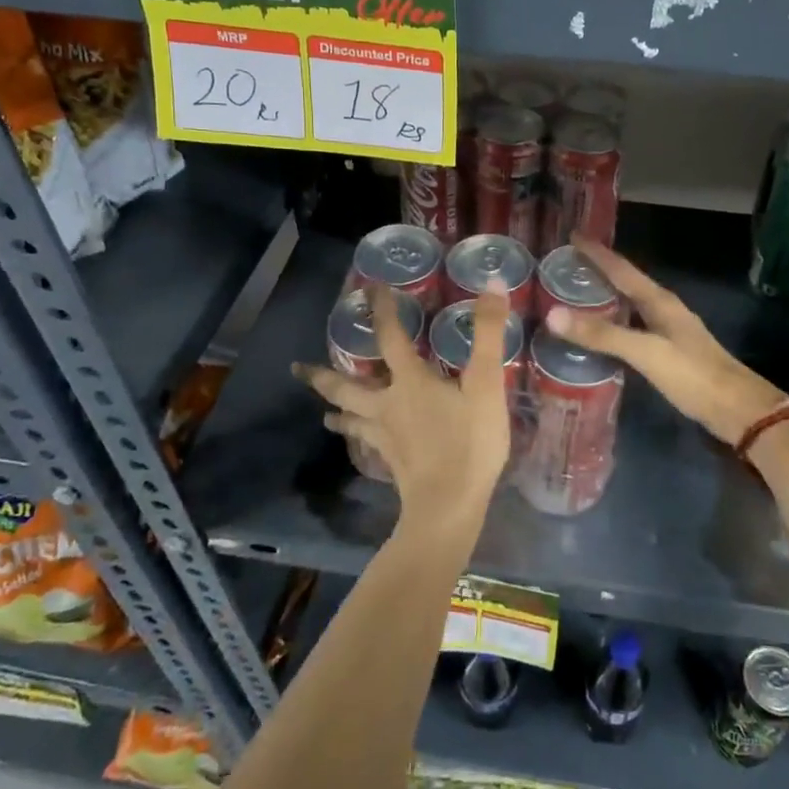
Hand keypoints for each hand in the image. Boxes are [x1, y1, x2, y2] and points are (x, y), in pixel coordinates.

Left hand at [294, 281, 512, 548]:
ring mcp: (385, 436)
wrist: (449, 505)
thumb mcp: (486, 384)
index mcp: (409, 381)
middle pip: (347, 386)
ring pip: (350, 418)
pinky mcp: (390, 460)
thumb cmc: (469, 442)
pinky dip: (357, 437)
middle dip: (322, 375)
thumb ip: (488, 334)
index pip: (390, 336)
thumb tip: (491, 284)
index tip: (372, 289)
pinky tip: (360, 442)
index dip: (382, 310)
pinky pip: (366, 443)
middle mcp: (387, 404)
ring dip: (336, 409)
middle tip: (296, 368)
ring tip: (323, 410)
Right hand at [544, 237, 786, 445]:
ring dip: (605, 297)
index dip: (597, 253)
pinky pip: (634, 326)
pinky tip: (601, 334)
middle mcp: (664, 309)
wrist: (738, 410)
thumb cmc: (693, 376)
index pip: (622, 269)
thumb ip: (602, 334)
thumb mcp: (646, 353)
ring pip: (630, 304)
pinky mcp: (669, 352)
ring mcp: (669, 330)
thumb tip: (553, 314)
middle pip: (626, 283)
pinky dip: (614, 323)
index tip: (572, 236)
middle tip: (566, 266)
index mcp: (660, 302)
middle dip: (598, 272)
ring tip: (576, 295)